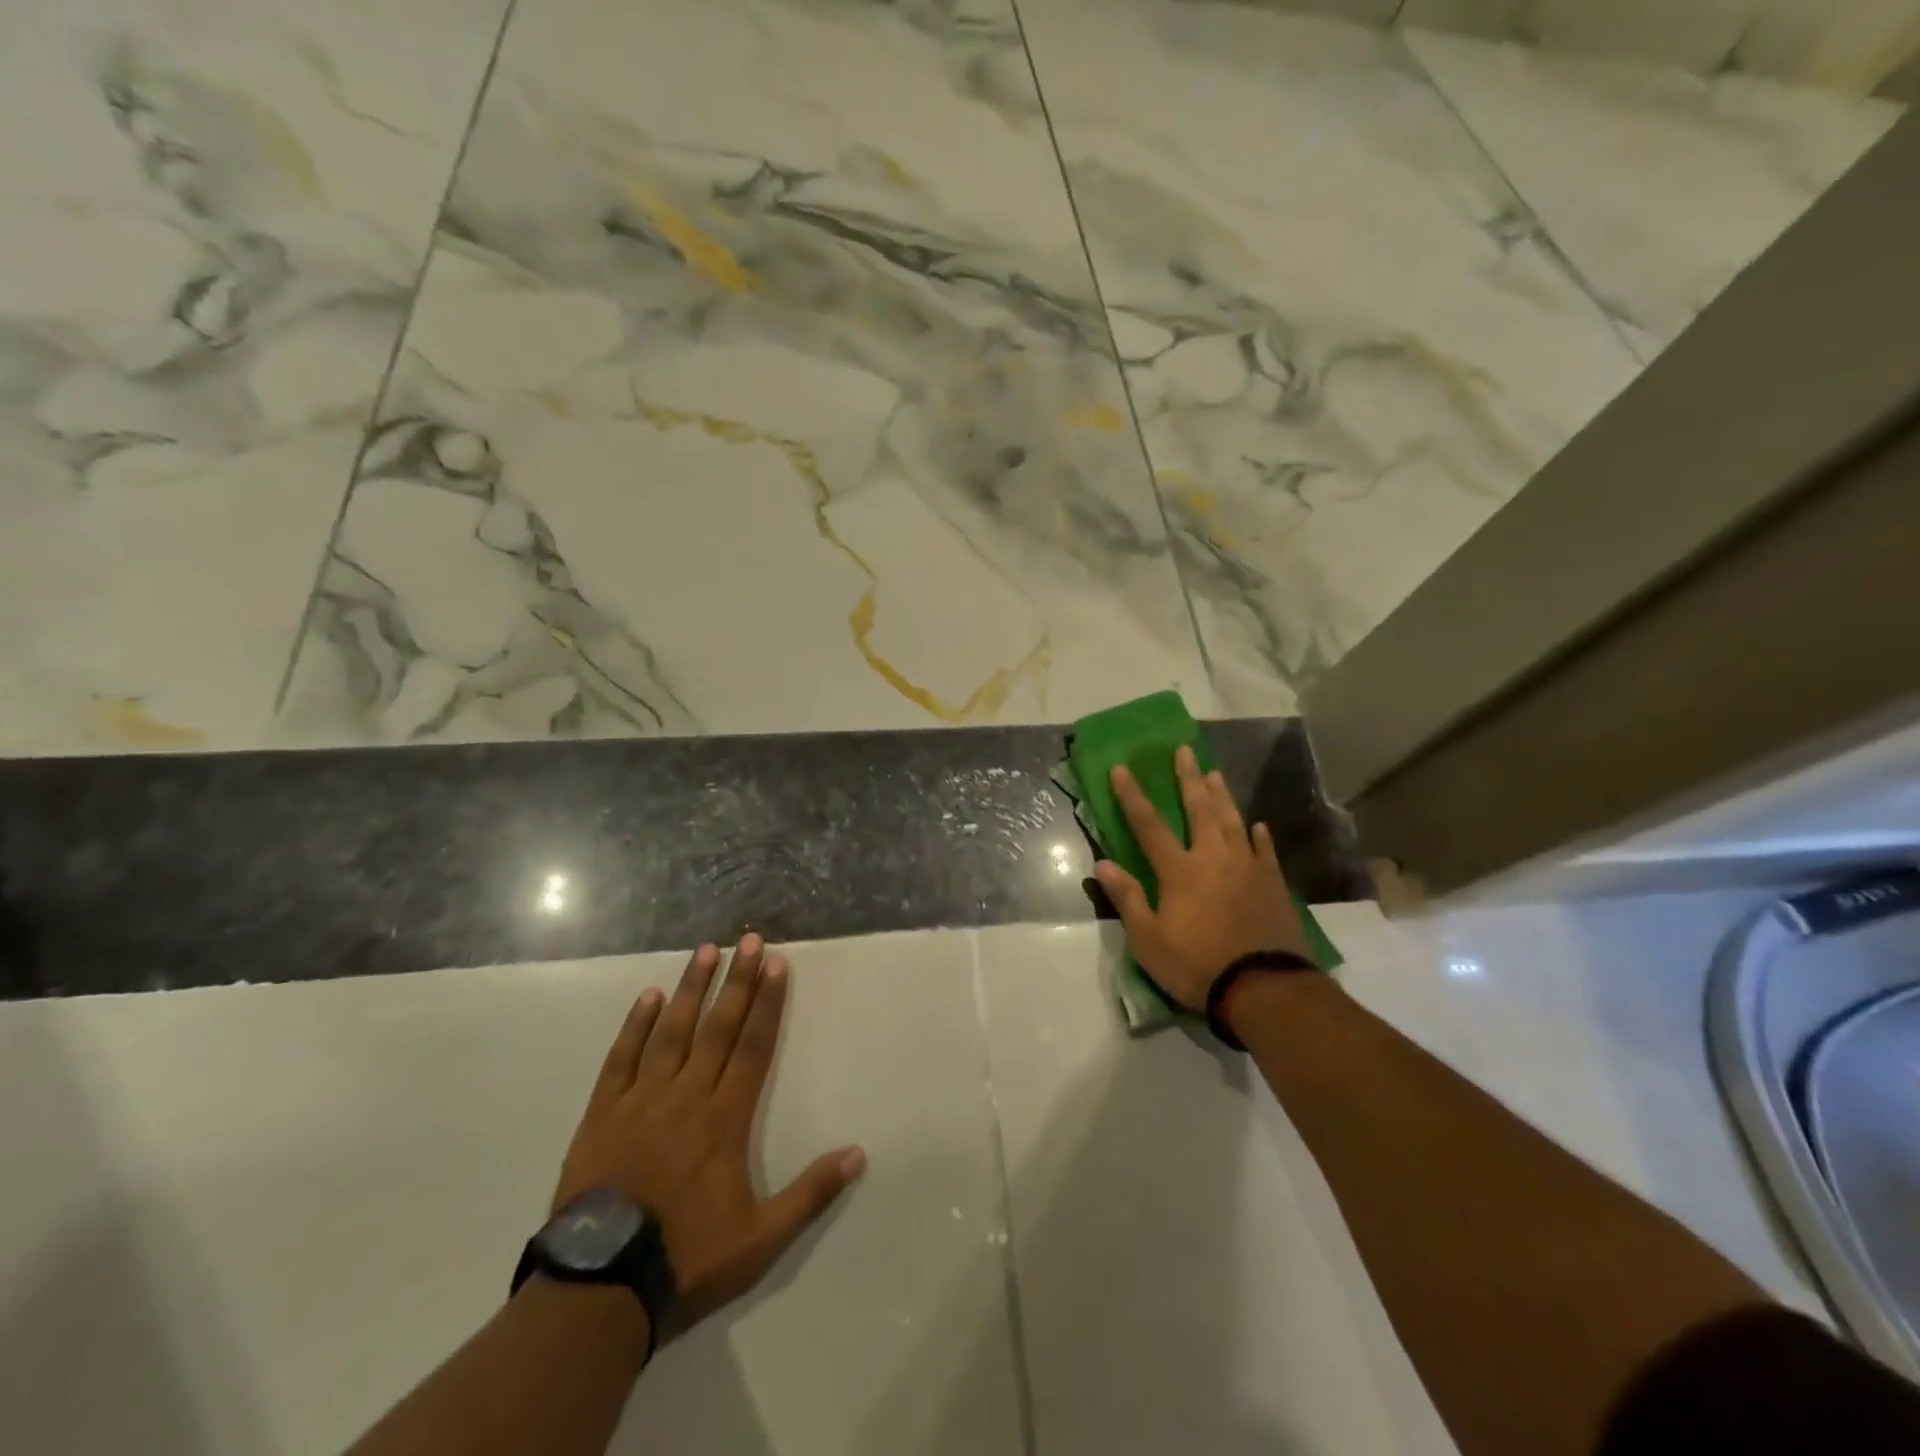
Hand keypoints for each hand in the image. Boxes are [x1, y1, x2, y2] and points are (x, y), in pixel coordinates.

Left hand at [552, 934, 866, 1335]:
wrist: (600, 1290)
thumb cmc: (686, 1259)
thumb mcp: (761, 1239)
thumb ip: (811, 1193)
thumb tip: (859, 1154)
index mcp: (725, 1119)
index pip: (753, 1046)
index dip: (768, 1003)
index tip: (777, 964)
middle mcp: (687, 1096)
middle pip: (718, 1027)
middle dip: (738, 981)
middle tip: (749, 939)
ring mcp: (641, 1101)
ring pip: (672, 1032)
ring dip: (692, 988)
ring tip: (706, 950)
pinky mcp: (603, 1114)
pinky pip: (621, 1059)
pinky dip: (636, 1025)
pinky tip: (650, 996)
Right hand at [1093, 745, 1310, 1010]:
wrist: (1264, 988)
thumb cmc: (1197, 964)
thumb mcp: (1148, 940)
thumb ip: (1127, 898)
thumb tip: (1102, 864)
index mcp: (1180, 870)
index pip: (1149, 824)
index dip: (1132, 796)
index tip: (1122, 768)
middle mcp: (1214, 858)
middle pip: (1199, 809)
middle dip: (1188, 779)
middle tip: (1184, 751)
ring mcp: (1247, 868)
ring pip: (1233, 821)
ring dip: (1222, 796)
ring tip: (1215, 772)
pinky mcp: (1272, 884)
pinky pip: (1265, 851)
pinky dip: (1258, 836)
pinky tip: (1257, 825)